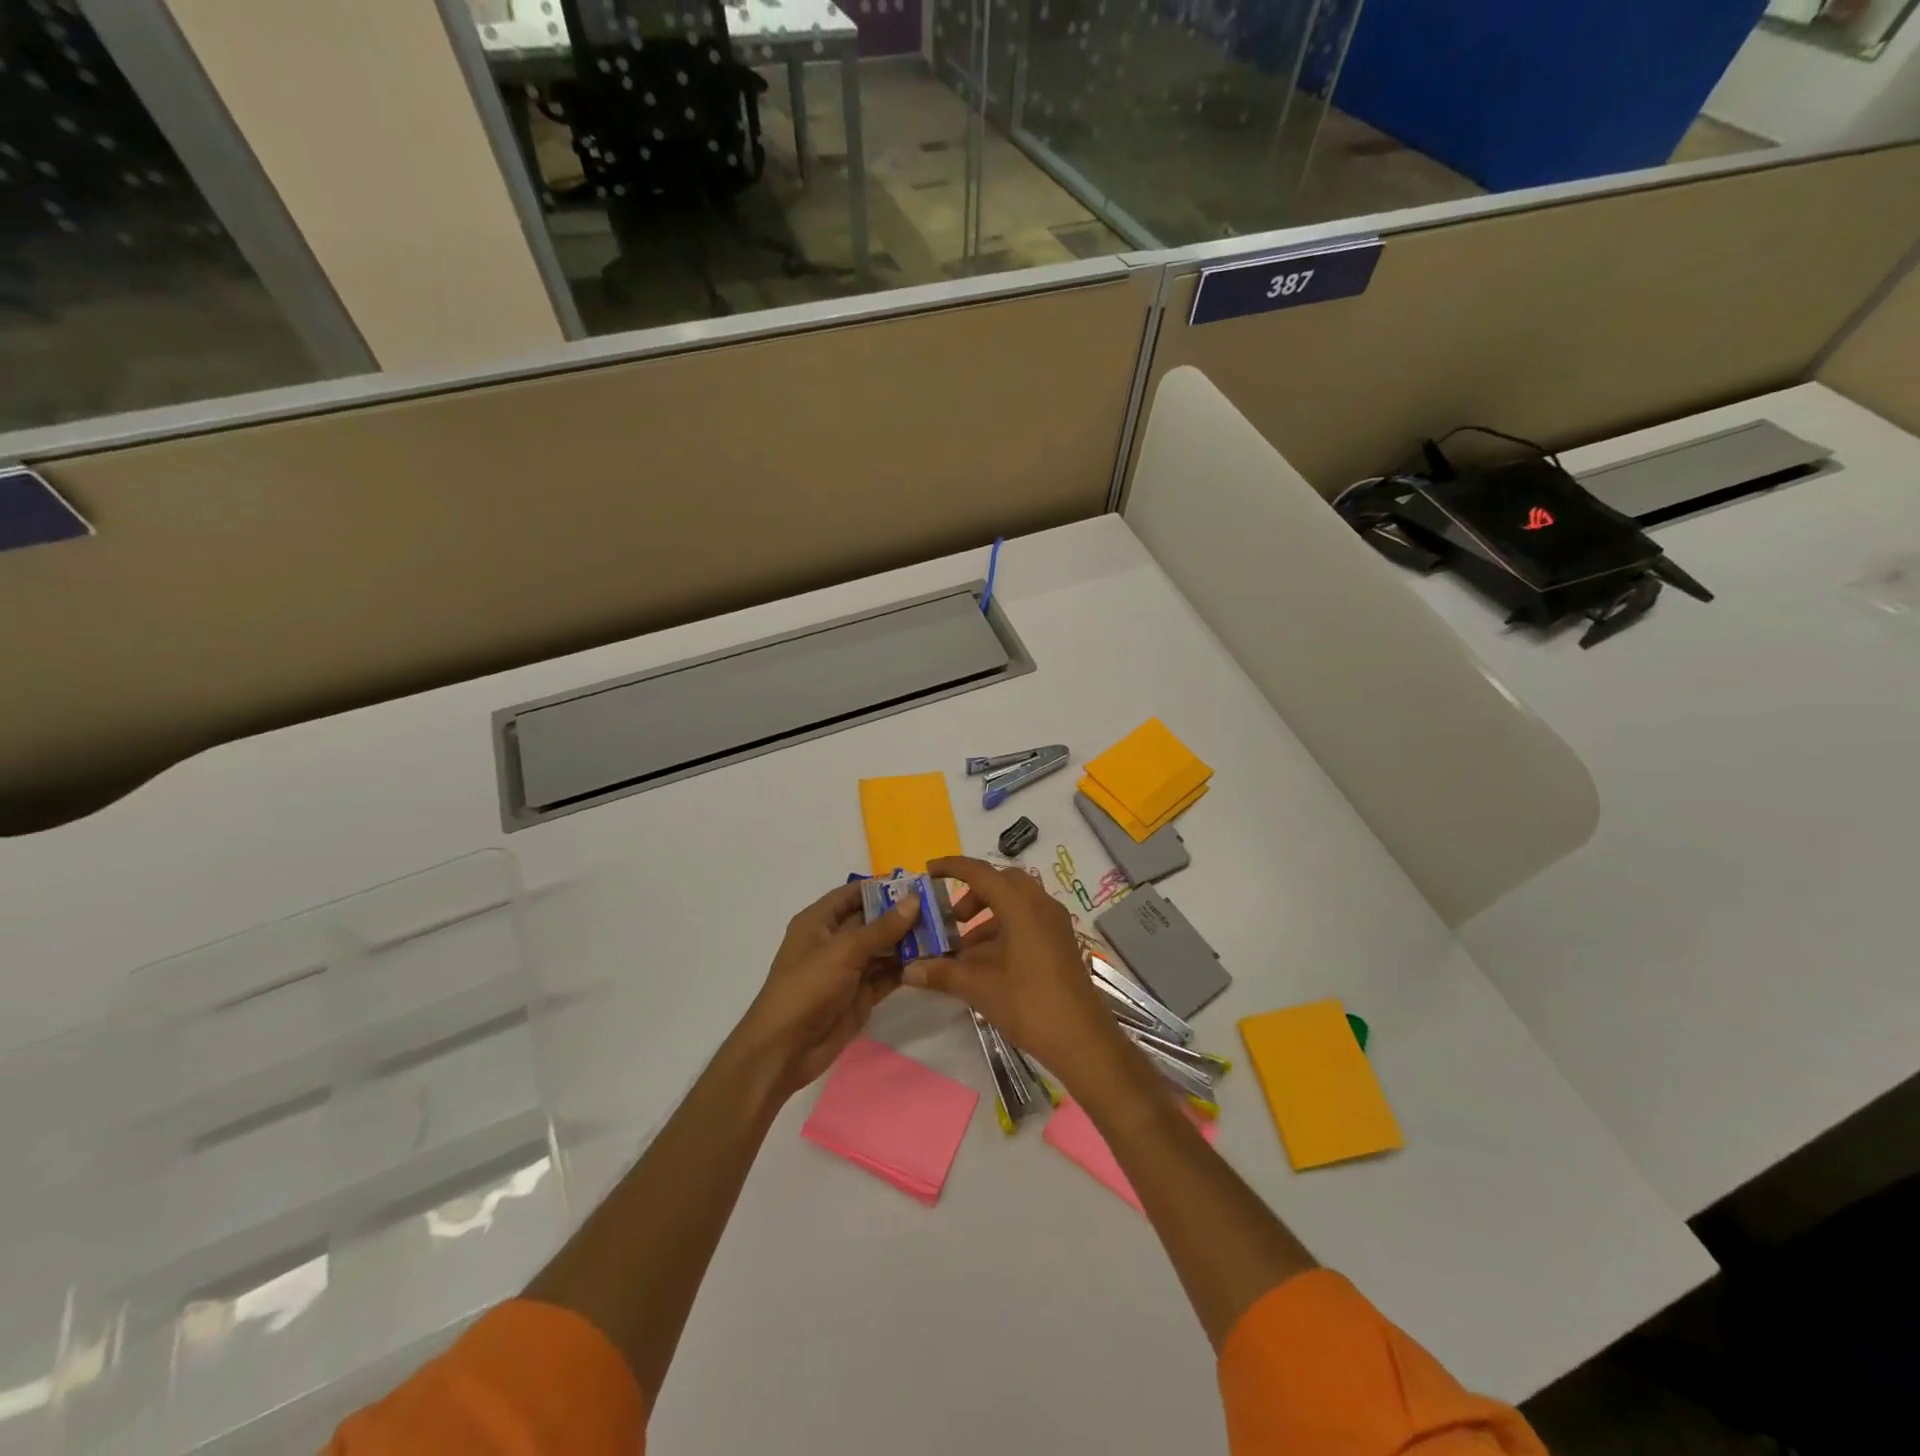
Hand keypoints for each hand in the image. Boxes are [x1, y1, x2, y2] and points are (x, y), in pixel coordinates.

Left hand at [733, 882, 919, 1096]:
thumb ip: (881, 928)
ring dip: (909, 942)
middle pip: (872, 920)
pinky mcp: (860, 995)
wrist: (784, 1049)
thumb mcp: (844, 951)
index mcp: (819, 921)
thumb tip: (914, 900)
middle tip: (940, 908)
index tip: (917, 883)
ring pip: (883, 948)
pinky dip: (906, 968)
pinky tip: (933, 961)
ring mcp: (848, 969)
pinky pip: (887, 975)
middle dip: (902, 915)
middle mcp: (834, 941)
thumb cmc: (807, 988)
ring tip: (944, 932)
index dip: (881, 887)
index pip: (853, 894)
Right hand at [904, 856, 1128, 1084]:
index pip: (981, 873)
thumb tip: (908, 969)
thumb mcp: (979, 987)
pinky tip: (988, 963)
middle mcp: (1041, 905)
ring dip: (988, 917)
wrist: (1081, 1039)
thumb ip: (943, 973)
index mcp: (1021, 906)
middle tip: (952, 918)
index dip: (952, 868)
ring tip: (964, 950)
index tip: (929, 872)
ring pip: (1017, 903)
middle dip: (973, 894)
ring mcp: (1055, 923)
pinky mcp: (1061, 942)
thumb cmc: (1029, 1004)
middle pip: (1002, 882)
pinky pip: (1028, 920)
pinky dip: (1005, 930)